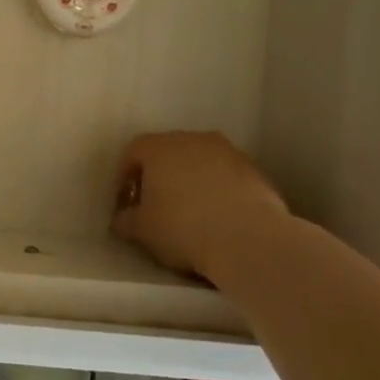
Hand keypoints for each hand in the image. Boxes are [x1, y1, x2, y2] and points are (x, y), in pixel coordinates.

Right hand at [112, 131, 288, 281]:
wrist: (248, 239)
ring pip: (200, 162)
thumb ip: (126, 219)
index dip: (126, 176)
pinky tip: (219, 217)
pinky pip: (227, 176)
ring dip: (192, 181)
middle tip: (156, 205)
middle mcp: (193, 140)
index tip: (127, 202)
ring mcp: (228, 152)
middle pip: (168, 152)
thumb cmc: (182, 228)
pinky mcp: (256, 171)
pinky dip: (219, 190)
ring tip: (191, 212)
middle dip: (160, 175)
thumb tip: (123, 218)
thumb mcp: (141, 230)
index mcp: (159, 147)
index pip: (133, 152)